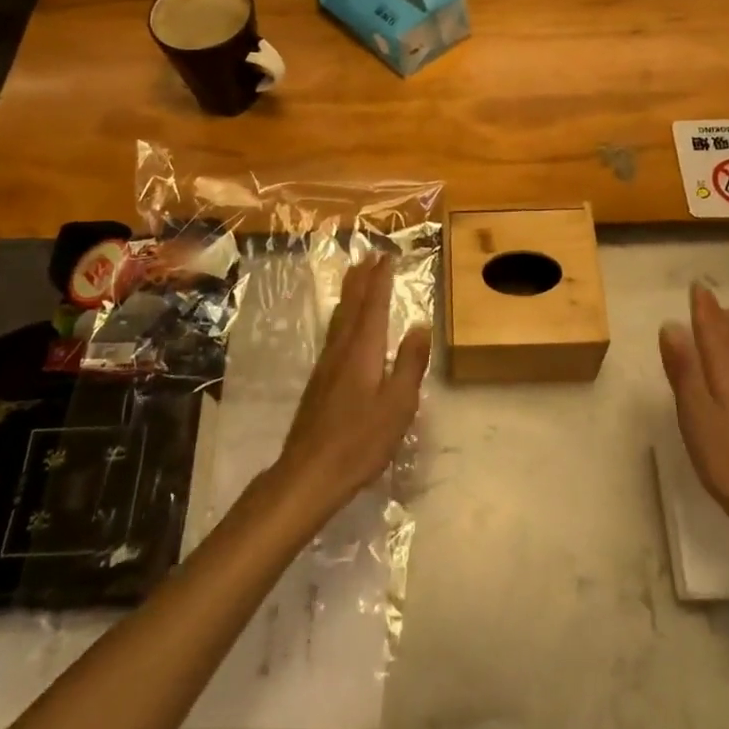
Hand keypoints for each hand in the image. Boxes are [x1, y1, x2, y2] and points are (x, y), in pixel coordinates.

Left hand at [273, 256, 430, 522]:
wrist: (309, 472)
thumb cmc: (360, 441)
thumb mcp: (398, 404)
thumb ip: (410, 363)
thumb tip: (419, 324)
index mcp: (363, 351)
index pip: (373, 305)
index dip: (380, 280)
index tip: (387, 257)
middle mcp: (342, 349)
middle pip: (352, 305)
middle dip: (362, 279)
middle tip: (370, 256)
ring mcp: (326, 365)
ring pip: (340, 318)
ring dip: (350, 293)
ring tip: (357, 277)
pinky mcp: (320, 381)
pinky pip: (334, 332)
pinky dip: (343, 315)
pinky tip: (344, 324)